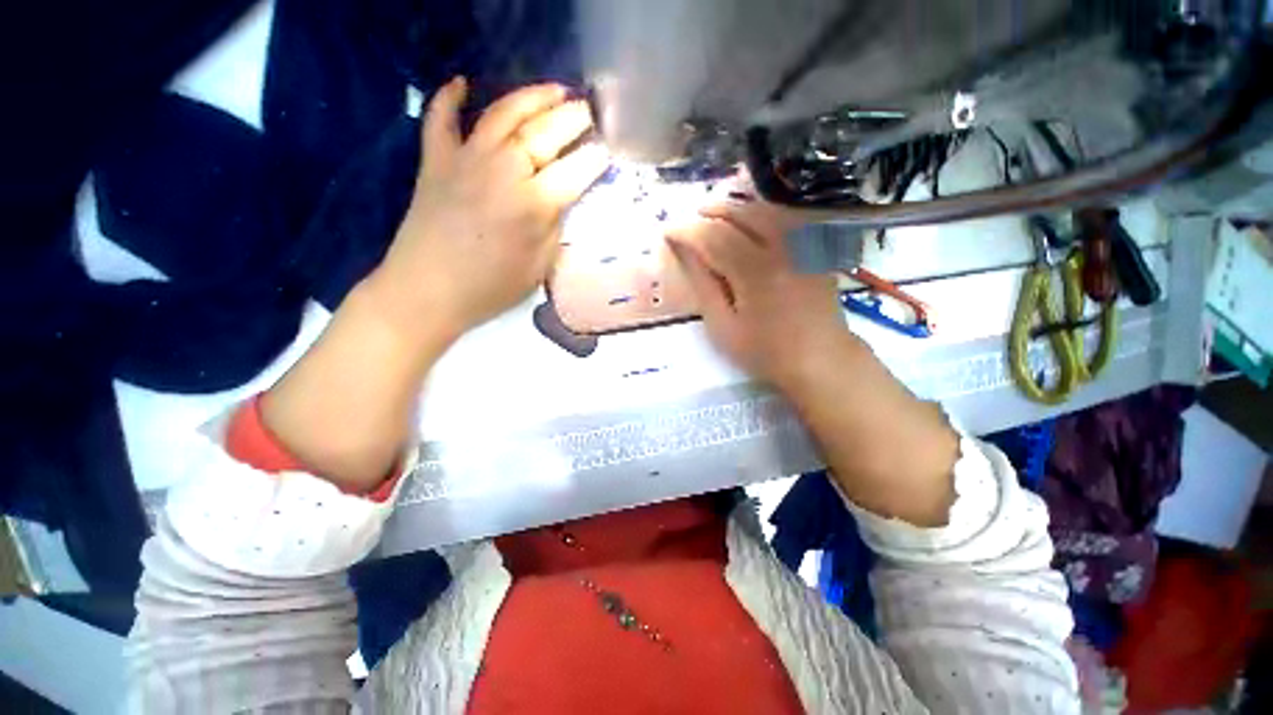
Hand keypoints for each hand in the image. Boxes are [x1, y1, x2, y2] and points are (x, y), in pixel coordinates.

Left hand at [370, 77, 610, 342]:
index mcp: (533, 205)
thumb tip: (562, 200)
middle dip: (573, 117)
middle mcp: (503, 171)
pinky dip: (450, 97)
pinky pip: (440, 118)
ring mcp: (465, 159)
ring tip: (555, 90)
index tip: (609, 150)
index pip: (575, 171)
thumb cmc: (490, 289)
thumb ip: (555, 228)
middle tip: (589, 110)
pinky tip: (463, 83)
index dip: (595, 159)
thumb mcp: (539, 268)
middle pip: (544, 133)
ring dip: (532, 97)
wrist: (426, 292)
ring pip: (503, 113)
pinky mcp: (435, 160)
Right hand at [667, 200, 852, 390]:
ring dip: (737, 209)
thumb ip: (704, 285)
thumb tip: (686, 253)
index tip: (668, 231)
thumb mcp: (723, 326)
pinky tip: (750, 221)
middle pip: (742, 215)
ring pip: (766, 212)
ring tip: (716, 213)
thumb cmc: (765, 352)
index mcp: (755, 273)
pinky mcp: (814, 251)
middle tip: (691, 217)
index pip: (714, 238)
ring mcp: (803, 248)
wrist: (820, 360)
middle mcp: (782, 250)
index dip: (688, 231)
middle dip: (712, 212)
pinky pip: (785, 220)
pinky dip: (762, 214)